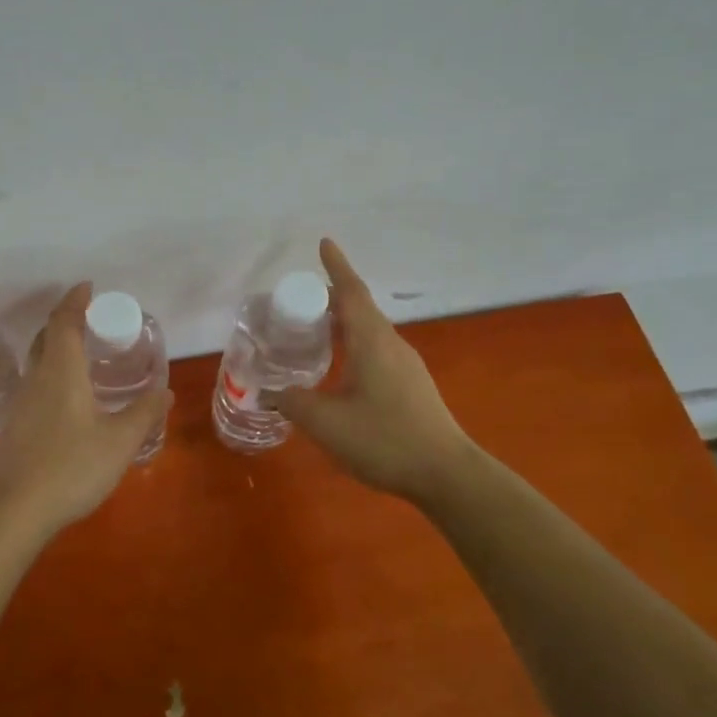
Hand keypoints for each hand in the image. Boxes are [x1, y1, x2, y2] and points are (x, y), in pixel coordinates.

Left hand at [0, 282, 171, 530]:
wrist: (17, 509)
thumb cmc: (72, 466)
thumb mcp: (120, 441)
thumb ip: (144, 413)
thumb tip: (166, 391)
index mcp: (61, 371)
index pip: (64, 322)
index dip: (75, 300)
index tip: (88, 287)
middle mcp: (36, 378)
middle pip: (46, 336)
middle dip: (65, 320)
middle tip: (89, 319)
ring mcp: (21, 402)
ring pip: (37, 360)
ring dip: (56, 347)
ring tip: (82, 355)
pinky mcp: (15, 424)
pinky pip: (34, 383)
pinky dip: (51, 373)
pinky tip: (67, 396)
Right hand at [271, 239, 480, 502]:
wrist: (446, 474)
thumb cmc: (385, 439)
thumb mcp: (326, 423)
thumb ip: (293, 403)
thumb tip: (269, 392)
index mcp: (371, 341)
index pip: (351, 292)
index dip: (336, 266)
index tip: (323, 243)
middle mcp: (391, 344)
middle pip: (359, 308)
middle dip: (329, 299)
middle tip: (297, 303)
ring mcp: (405, 365)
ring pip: (368, 331)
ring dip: (341, 324)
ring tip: (312, 333)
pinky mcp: (411, 385)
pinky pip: (376, 350)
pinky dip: (352, 345)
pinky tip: (339, 369)